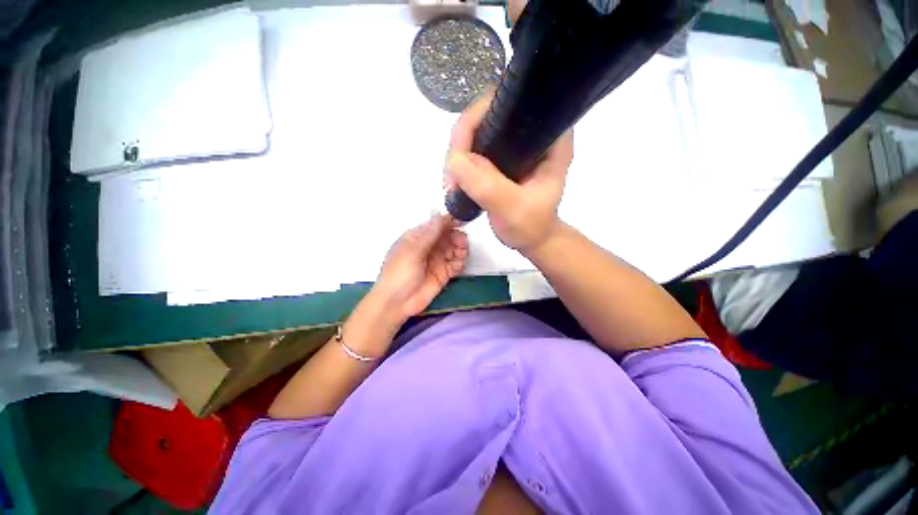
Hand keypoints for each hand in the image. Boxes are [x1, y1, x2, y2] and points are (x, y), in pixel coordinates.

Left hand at [372, 214, 468, 320]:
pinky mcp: (444, 274)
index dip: (450, 222)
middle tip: (461, 244)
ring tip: (461, 254)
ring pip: (455, 249)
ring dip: (461, 249)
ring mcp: (437, 260)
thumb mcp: (412, 251)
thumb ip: (429, 234)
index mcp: (418, 237)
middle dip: (457, 237)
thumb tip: (440, 214)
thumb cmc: (399, 273)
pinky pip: (456, 264)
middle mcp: (429, 246)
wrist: (396, 303)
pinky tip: (458, 265)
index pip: (437, 225)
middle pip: (449, 236)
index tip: (462, 222)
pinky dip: (460, 263)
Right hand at [445, 89, 573, 254]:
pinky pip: (473, 150)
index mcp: (548, 137)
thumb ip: (488, 186)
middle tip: (451, 175)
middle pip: (487, 115)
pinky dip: (460, 164)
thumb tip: (455, 159)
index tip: (461, 149)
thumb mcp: (513, 209)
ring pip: (476, 133)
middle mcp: (530, 133)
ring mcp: (513, 145)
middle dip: (462, 141)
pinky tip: (455, 181)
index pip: (511, 104)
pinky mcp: (500, 158)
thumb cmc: (531, 226)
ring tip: (451, 183)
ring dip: (457, 155)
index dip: (480, 117)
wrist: (531, 239)